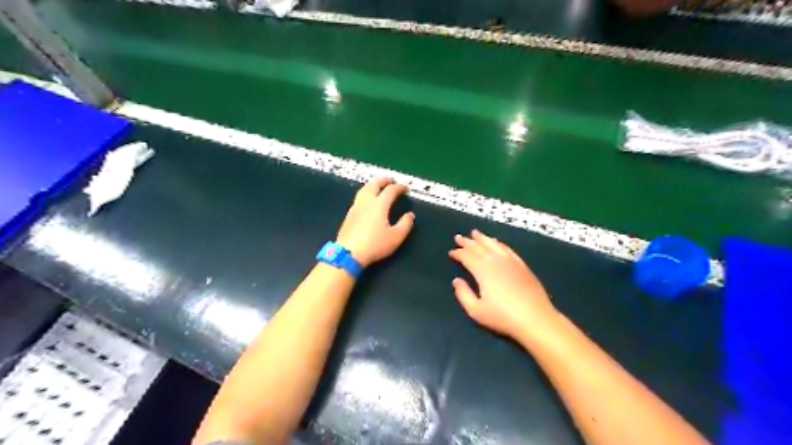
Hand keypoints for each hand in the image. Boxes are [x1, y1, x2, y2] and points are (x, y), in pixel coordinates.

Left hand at [335, 177, 417, 267]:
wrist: (348, 253)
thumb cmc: (375, 245)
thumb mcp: (396, 237)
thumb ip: (405, 224)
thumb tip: (410, 215)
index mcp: (379, 205)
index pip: (390, 190)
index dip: (399, 187)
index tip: (406, 188)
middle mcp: (366, 202)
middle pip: (374, 184)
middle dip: (383, 180)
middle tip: (391, 180)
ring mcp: (356, 207)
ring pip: (364, 189)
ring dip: (373, 184)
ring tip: (378, 186)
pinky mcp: (349, 214)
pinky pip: (359, 197)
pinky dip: (366, 192)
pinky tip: (367, 200)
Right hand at [451, 231, 555, 341]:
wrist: (535, 318)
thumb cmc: (503, 317)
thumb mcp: (476, 311)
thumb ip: (463, 294)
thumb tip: (456, 280)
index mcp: (482, 270)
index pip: (467, 256)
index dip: (458, 253)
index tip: (451, 252)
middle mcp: (495, 261)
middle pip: (479, 247)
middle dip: (467, 242)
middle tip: (458, 237)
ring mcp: (510, 261)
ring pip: (493, 244)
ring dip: (483, 238)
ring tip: (475, 233)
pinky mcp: (522, 265)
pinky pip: (507, 249)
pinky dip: (499, 243)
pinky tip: (496, 242)